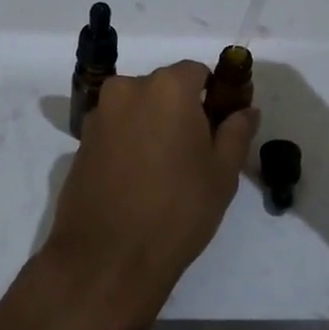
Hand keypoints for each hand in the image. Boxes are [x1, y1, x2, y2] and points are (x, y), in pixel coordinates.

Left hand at [40, 62, 258, 329]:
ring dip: (153, 125)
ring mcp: (100, 114)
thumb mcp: (221, 173)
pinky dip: (129, 141)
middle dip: (181, 110)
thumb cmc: (177, 210)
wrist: (107, 257)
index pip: (197, 72)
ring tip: (164, 171)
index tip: (219, 127)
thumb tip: (246, 110)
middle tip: (194, 154)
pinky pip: (116, 128)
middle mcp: (128, 88)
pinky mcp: (82, 140)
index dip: (212, 95)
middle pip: (164, 87)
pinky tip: (137, 179)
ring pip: (138, 108)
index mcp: (167, 87)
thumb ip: (236, 132)